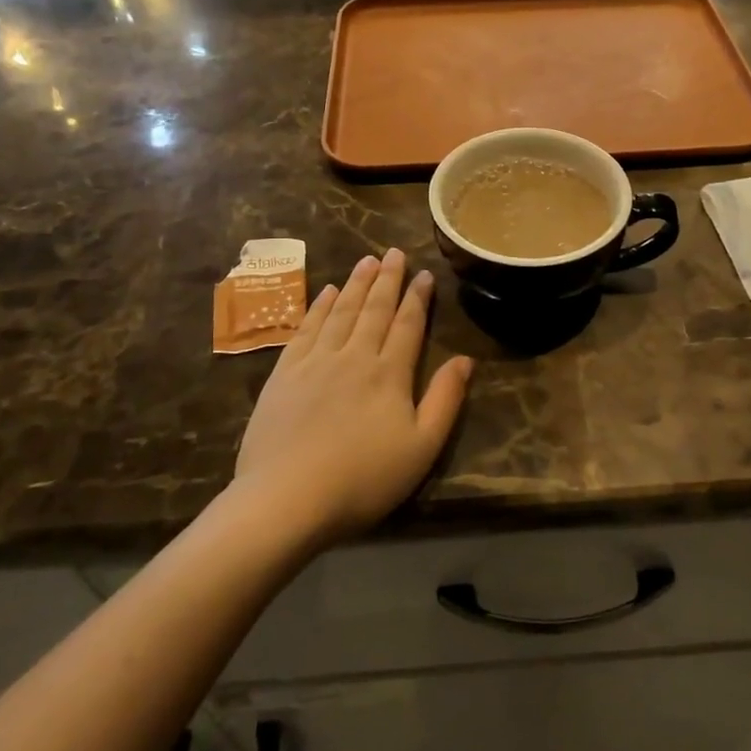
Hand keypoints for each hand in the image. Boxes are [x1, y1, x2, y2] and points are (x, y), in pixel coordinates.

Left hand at [233, 249, 472, 548]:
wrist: (286, 499)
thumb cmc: (363, 479)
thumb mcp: (421, 448)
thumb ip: (445, 400)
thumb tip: (465, 359)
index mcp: (390, 373)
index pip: (408, 324)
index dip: (417, 297)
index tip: (424, 273)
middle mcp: (354, 355)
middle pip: (375, 309)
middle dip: (388, 279)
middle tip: (394, 252)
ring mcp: (316, 361)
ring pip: (341, 311)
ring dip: (356, 284)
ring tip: (367, 261)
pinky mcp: (284, 373)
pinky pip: (306, 328)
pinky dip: (319, 306)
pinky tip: (326, 292)